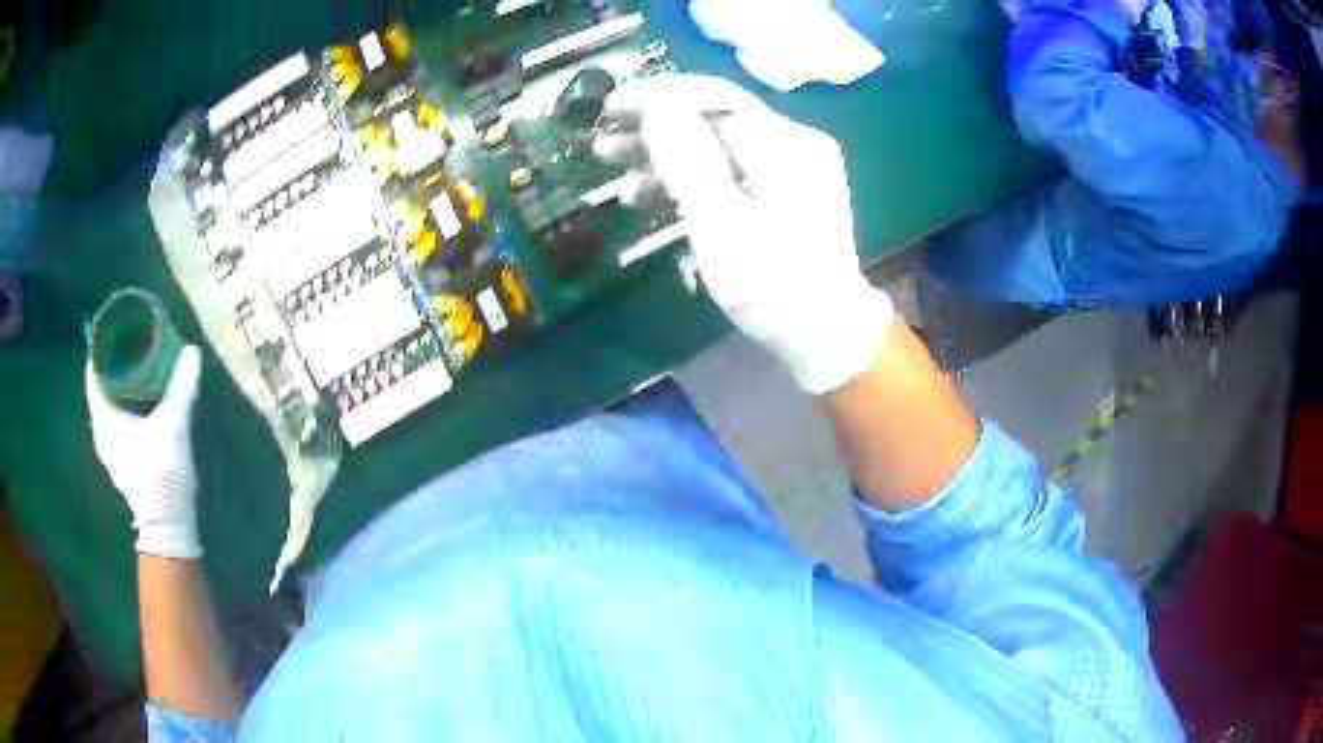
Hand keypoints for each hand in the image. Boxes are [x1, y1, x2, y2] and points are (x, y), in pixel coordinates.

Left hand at [86, 345, 203, 558]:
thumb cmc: (160, 475)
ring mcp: (111, 448)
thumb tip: (191, 351)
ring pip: (109, 403)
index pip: (94, 371)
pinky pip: (116, 418)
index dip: (103, 345)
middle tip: (131, 338)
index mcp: (103, 419)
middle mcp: (101, 431)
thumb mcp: (173, 426)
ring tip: (136, 362)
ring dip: (119, 382)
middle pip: (101, 385)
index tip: (117, 325)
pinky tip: (140, 396)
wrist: (168, 527)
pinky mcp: (122, 459)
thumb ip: (181, 388)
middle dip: (113, 361)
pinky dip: (124, 402)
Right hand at [596, 75, 891, 393]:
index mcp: (786, 146)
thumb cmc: (773, 288)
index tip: (610, 108)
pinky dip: (690, 178)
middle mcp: (793, 144)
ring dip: (665, 155)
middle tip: (603, 141)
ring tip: (614, 169)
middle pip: (714, 119)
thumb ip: (689, 161)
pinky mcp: (784, 191)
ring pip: (717, 145)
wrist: (826, 335)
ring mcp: (792, 168)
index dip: (658, 96)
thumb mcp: (723, 227)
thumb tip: (657, 104)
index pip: (714, 97)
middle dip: (655, 127)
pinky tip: (649, 193)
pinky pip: (729, 171)